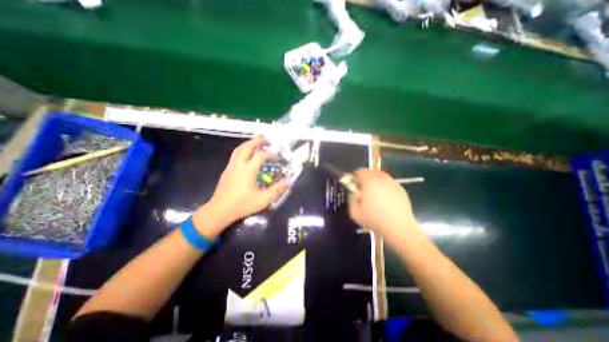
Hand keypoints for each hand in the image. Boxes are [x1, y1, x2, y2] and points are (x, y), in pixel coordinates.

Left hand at [195, 137, 289, 232]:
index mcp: (248, 170)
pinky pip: (235, 155)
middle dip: (258, 141)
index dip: (271, 154)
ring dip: (248, 144)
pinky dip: (243, 150)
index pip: (261, 156)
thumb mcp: (263, 200)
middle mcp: (239, 165)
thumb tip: (288, 181)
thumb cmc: (242, 205)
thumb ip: (276, 190)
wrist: (219, 211)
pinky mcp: (226, 171)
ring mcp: (231, 167)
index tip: (278, 158)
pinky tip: (247, 157)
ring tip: (257, 144)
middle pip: (247, 146)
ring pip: (239, 149)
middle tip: (267, 140)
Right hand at [347, 170, 418, 235]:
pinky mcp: (400, 188)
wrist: (398, 226)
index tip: (353, 185)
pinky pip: (388, 183)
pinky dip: (384, 186)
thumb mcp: (355, 212)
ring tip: (373, 193)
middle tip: (362, 188)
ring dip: (374, 181)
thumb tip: (354, 193)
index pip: (359, 172)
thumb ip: (351, 199)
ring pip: (380, 176)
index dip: (354, 177)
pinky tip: (384, 198)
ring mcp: (392, 182)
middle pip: (370, 171)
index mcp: (369, 181)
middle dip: (364, 177)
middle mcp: (381, 178)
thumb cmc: (374, 218)